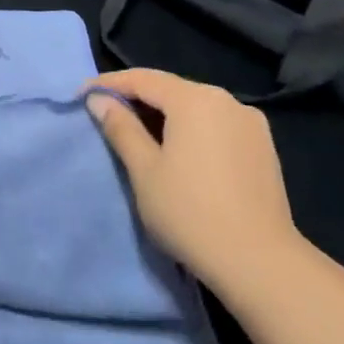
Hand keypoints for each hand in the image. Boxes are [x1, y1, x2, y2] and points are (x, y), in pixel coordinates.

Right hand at [85, 68, 303, 298]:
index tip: (81, 95)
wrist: (261, 264)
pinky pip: (214, 123)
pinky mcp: (262, 148)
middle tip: (104, 113)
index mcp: (196, 100)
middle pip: (170, 89)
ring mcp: (250, 124)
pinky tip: (174, 148)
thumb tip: (98, 99)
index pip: (142, 79)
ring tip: (135, 131)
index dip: (108, 84)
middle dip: (136, 97)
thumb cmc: (190, 212)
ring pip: (194, 106)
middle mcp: (228, 101)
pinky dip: (188, 127)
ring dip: (162, 113)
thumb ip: (120, 127)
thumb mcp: (143, 169)